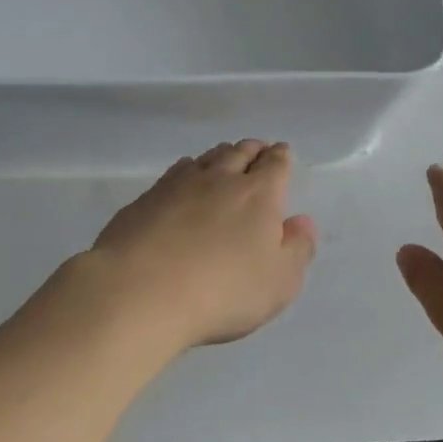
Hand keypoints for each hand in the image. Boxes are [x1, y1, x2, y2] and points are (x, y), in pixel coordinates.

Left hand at [87, 140, 318, 348]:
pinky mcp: (145, 199)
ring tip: (225, 158)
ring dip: (220, 156)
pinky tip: (184, 177)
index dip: (281, 157)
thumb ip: (297, 249)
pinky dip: (187, 169)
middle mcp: (219, 180)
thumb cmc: (222, 291)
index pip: (275, 165)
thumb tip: (302, 221)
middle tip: (257, 150)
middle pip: (240, 153)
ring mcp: (178, 185)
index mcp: (258, 195)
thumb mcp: (279, 282)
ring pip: (206, 159)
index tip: (282, 152)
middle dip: (252, 150)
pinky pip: (175, 173)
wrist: (140, 291)